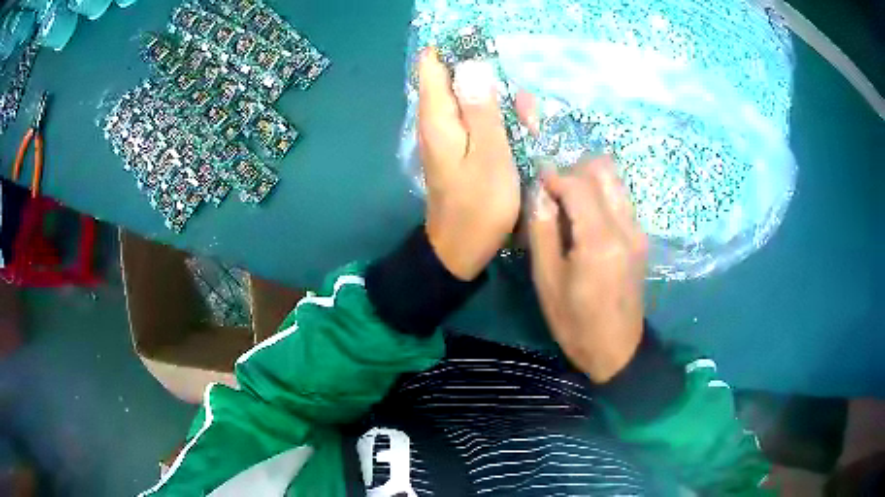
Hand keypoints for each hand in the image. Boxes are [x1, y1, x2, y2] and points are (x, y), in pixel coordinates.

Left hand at [417, 49, 520, 280]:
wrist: (461, 248)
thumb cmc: (479, 205)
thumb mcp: (489, 156)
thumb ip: (482, 110)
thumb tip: (472, 66)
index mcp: (438, 116)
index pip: (432, 63)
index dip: (455, 48)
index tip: (487, 46)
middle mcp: (436, 119)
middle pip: (455, 77)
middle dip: (488, 76)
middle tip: (521, 99)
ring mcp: (446, 133)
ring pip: (469, 98)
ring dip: (498, 99)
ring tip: (528, 119)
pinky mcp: (458, 146)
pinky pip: (474, 118)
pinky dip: (496, 117)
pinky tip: (519, 130)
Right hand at [529, 156, 647, 382]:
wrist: (617, 350)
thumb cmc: (575, 322)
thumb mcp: (547, 279)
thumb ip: (542, 229)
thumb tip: (540, 191)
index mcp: (600, 239)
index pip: (578, 184)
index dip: (554, 177)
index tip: (536, 185)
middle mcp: (625, 226)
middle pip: (603, 170)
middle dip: (574, 172)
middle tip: (554, 195)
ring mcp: (637, 231)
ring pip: (614, 181)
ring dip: (589, 182)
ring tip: (568, 206)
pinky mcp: (641, 238)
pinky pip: (620, 200)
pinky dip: (600, 197)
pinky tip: (585, 221)